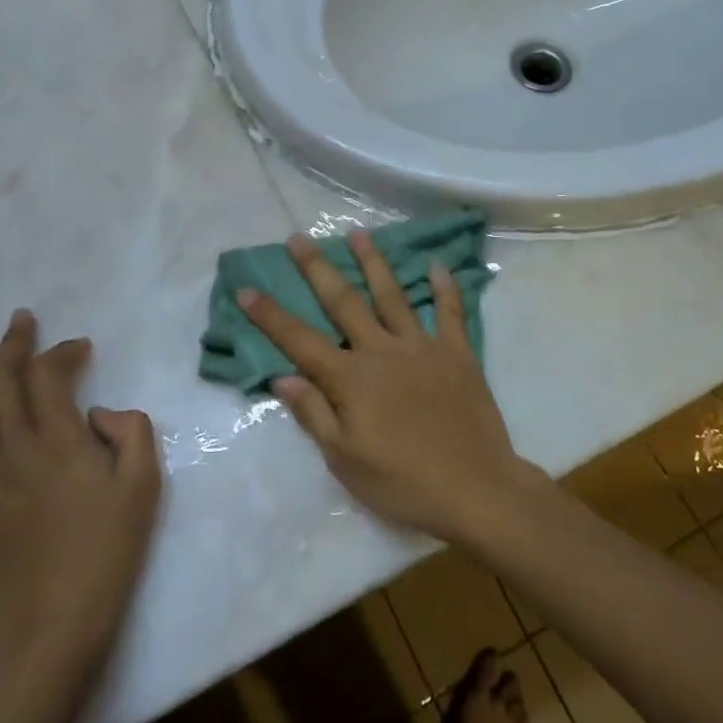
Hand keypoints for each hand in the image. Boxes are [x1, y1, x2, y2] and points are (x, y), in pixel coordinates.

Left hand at [0, 310, 160, 669]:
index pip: (46, 376)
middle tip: (18, 321)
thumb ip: (131, 432)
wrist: (48, 629)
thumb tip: (99, 413)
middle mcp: (13, 450)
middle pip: (2, 383)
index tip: (80, 347)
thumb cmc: (105, 553)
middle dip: (10, 347)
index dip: (60, 352)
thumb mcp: (143, 487)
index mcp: (57, 441)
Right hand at [238, 233, 534, 544]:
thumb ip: (313, 414)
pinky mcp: (457, 353)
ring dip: (373, 262)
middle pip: (343, 302)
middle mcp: (382, 351)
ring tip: (358, 233)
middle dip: (317, 268)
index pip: (300, 341)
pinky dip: (444, 288)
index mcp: (351, 379)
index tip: (247, 289)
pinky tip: (437, 265)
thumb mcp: (345, 460)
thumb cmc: (403, 482)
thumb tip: (282, 377)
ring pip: (392, 295)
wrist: (476, 489)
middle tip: (298, 238)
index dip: (270, 316)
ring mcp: (422, 347)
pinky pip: (450, 312)